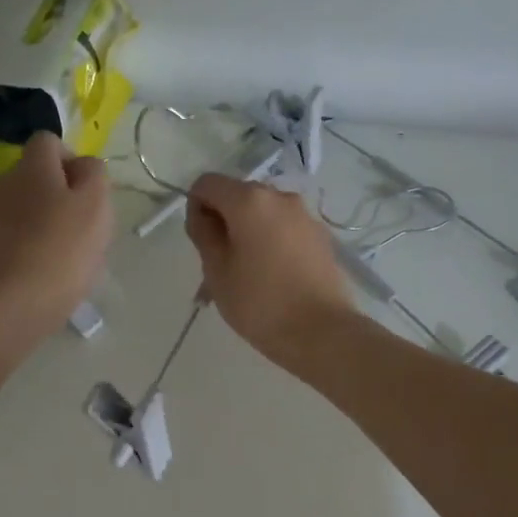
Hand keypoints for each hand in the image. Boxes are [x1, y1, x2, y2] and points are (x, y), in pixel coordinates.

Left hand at [0, 132, 112, 344]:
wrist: (7, 306)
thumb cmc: (61, 253)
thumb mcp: (96, 208)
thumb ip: (95, 176)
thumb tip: (84, 166)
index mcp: (32, 168)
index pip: (48, 142)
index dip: (70, 162)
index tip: (87, 194)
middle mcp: (1, 183)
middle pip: (32, 178)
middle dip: (55, 196)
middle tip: (78, 231)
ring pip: (18, 210)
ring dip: (37, 224)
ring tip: (57, 259)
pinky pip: (4, 238)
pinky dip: (20, 249)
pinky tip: (35, 275)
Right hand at [185, 174, 353, 369]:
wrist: (322, 333)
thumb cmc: (260, 303)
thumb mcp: (217, 272)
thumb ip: (204, 235)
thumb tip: (202, 214)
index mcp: (249, 200)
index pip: (207, 184)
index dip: (195, 207)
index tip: (199, 243)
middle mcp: (280, 197)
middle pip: (238, 197)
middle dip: (223, 223)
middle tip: (218, 267)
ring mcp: (305, 216)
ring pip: (262, 217)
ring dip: (246, 237)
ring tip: (244, 279)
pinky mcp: (321, 238)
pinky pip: (284, 232)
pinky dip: (269, 246)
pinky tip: (270, 281)